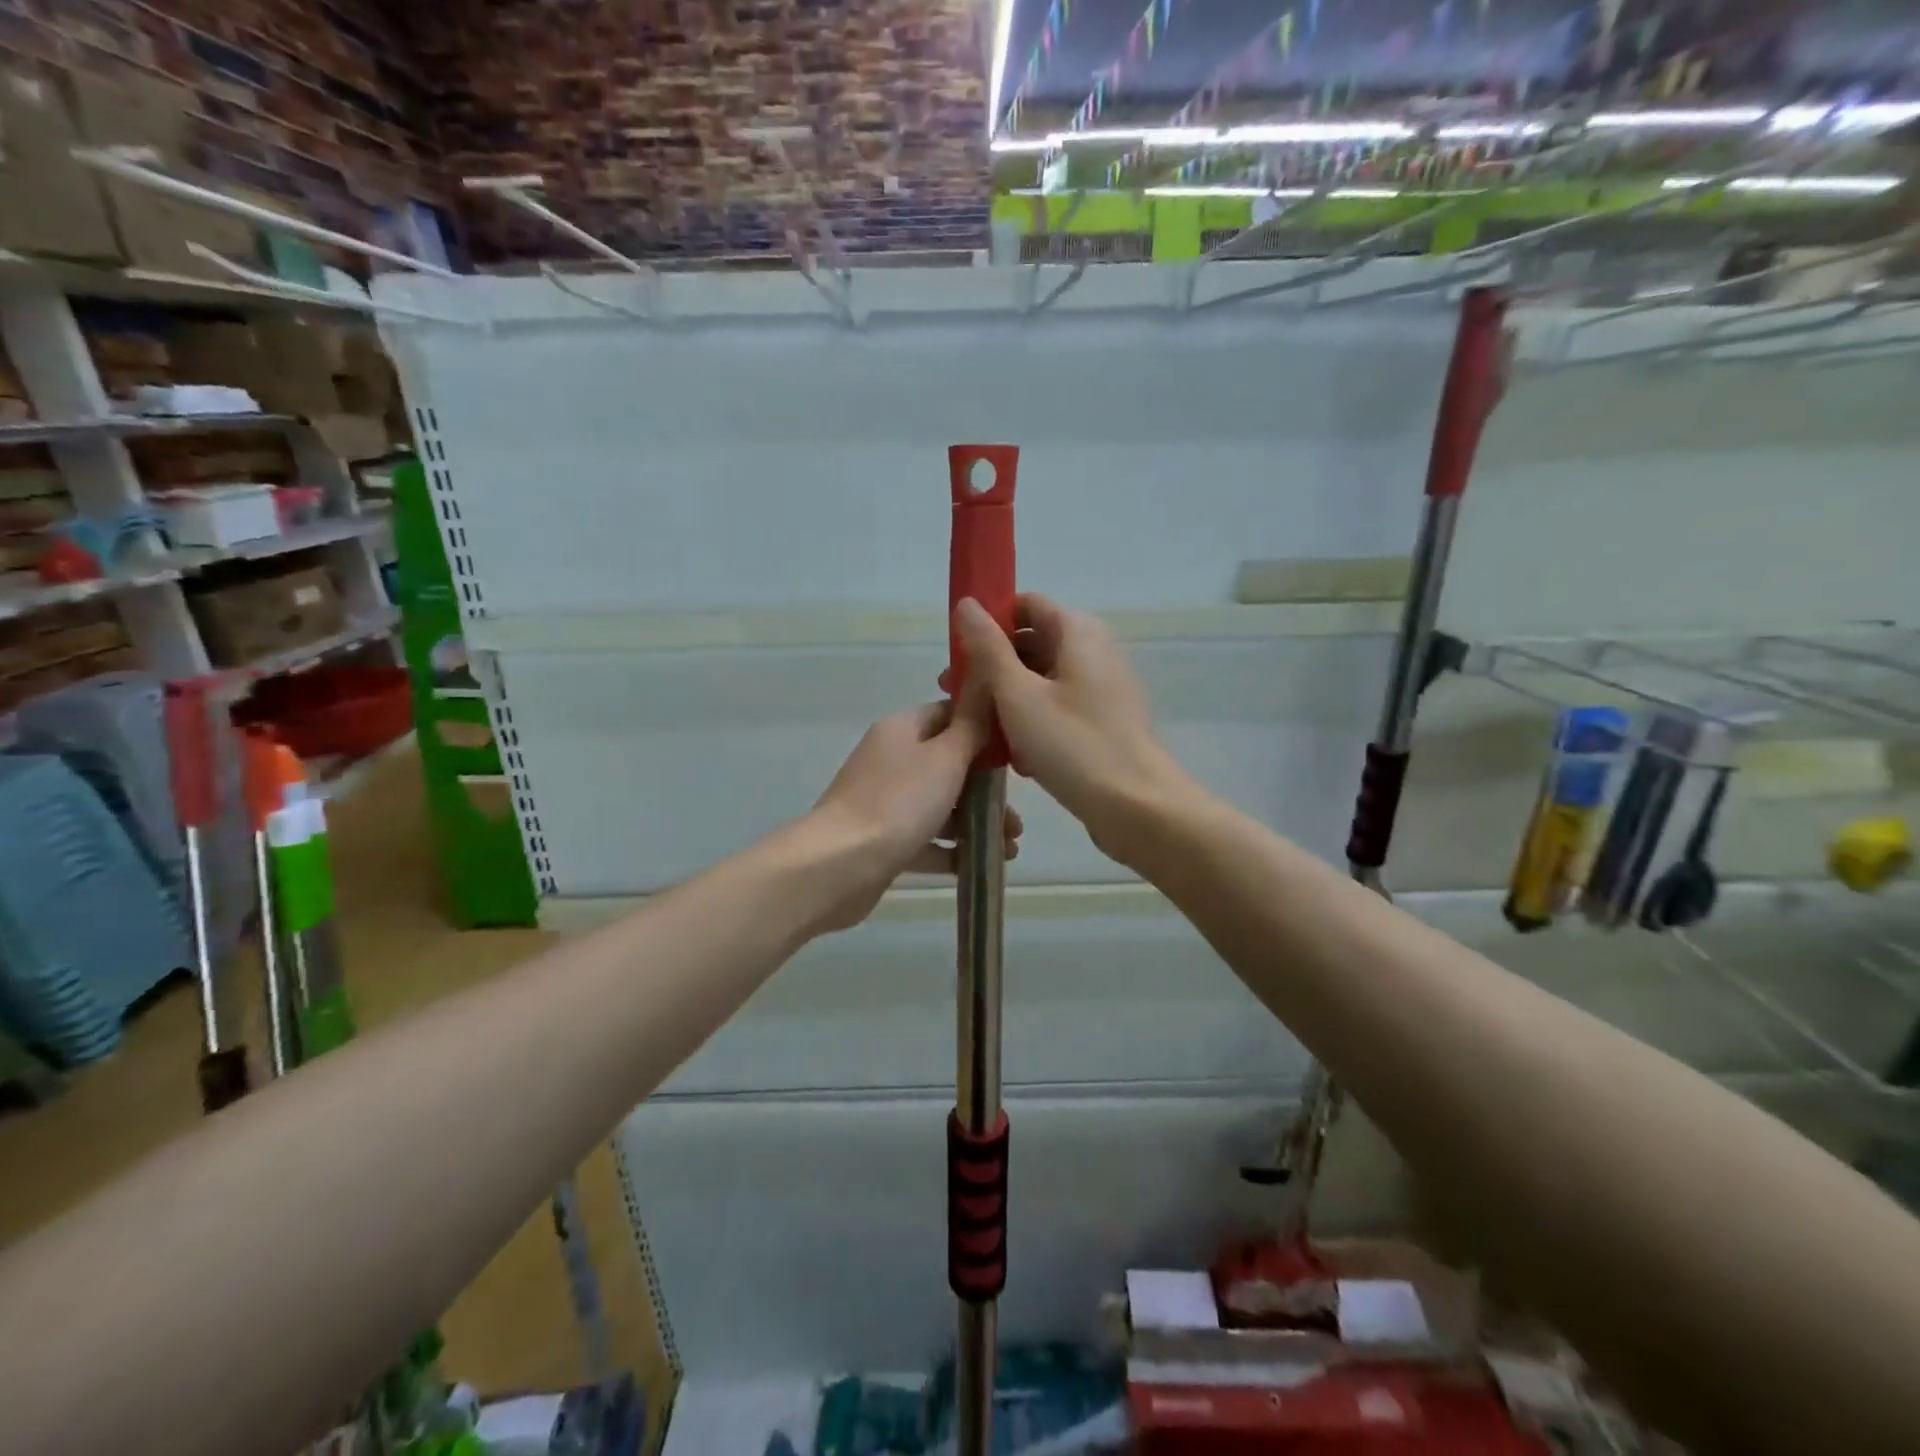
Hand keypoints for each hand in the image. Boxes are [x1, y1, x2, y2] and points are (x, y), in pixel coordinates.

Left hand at [804, 692, 1022, 933]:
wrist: (840, 865)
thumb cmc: (899, 802)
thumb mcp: (946, 757)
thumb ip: (971, 726)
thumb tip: (985, 686)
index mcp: (902, 730)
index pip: (949, 715)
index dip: (984, 730)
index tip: (1016, 755)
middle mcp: (891, 760)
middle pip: (949, 766)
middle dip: (987, 790)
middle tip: (1016, 818)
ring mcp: (884, 802)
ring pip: (940, 806)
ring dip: (976, 823)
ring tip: (1009, 849)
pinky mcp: (883, 840)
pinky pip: (926, 839)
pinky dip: (952, 850)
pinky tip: (981, 865)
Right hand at [951, 594, 1193, 867]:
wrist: (1138, 808)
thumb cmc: (1073, 745)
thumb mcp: (1018, 694)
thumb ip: (988, 648)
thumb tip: (966, 604)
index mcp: (1078, 632)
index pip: (1025, 605)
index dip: (988, 623)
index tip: (959, 655)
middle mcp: (1094, 650)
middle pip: (1032, 643)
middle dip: (992, 668)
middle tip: (956, 698)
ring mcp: (1102, 688)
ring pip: (1042, 681)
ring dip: (1008, 701)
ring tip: (980, 732)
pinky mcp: (1103, 721)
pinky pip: (1059, 709)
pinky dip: (1034, 723)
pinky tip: (1015, 757)